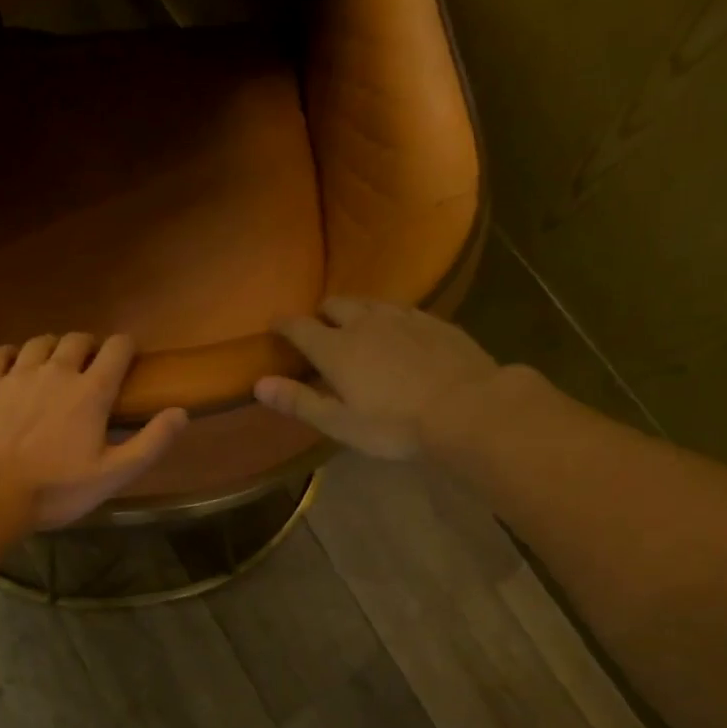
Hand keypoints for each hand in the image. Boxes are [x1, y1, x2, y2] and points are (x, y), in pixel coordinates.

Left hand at [0, 333, 187, 528]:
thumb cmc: (56, 488)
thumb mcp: (113, 475)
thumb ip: (151, 442)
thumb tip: (181, 412)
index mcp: (91, 392)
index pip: (117, 349)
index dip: (126, 347)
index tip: (127, 357)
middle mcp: (56, 371)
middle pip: (77, 339)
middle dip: (89, 345)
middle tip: (90, 364)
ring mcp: (17, 374)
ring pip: (40, 342)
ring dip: (53, 347)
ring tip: (53, 363)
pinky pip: (1, 353)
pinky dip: (13, 354)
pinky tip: (14, 366)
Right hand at [255, 298, 506, 459]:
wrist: (468, 408)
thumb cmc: (396, 425)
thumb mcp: (341, 424)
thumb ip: (299, 402)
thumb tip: (258, 384)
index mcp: (336, 348)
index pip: (299, 327)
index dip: (284, 324)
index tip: (275, 326)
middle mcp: (365, 323)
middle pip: (336, 304)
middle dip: (322, 313)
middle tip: (321, 329)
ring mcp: (403, 318)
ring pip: (370, 302)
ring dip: (357, 310)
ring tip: (357, 326)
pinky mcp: (434, 322)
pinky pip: (403, 310)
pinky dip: (390, 317)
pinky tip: (399, 332)